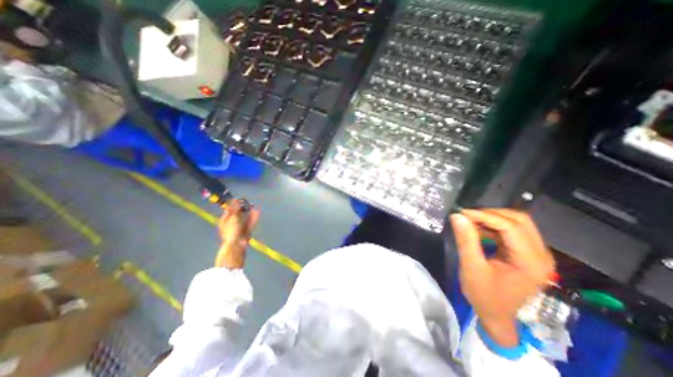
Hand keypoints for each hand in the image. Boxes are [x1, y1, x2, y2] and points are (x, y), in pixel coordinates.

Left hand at [216, 199, 259, 268]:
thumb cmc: (231, 231)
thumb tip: (236, 200)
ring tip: (253, 205)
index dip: (233, 204)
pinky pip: (250, 222)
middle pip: (237, 214)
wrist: (236, 245)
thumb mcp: (232, 218)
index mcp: (224, 220)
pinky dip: (254, 217)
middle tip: (247, 201)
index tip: (239, 198)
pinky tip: (257, 211)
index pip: (228, 210)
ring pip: (244, 217)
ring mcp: (239, 227)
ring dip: (248, 212)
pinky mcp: (247, 231)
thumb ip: (235, 209)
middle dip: (242, 208)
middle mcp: (231, 223)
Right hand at [448, 209, 553, 347]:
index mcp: (530, 262)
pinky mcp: (528, 253)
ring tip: (470, 221)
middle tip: (467, 216)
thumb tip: (457, 216)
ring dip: (492, 218)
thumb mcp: (471, 267)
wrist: (496, 316)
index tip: (461, 213)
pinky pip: (513, 231)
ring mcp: (537, 254)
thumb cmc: (484, 295)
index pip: (511, 227)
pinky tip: (478, 229)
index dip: (485, 216)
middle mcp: (541, 255)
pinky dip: (494, 226)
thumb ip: (466, 240)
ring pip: (517, 223)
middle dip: (490, 214)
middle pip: (519, 220)